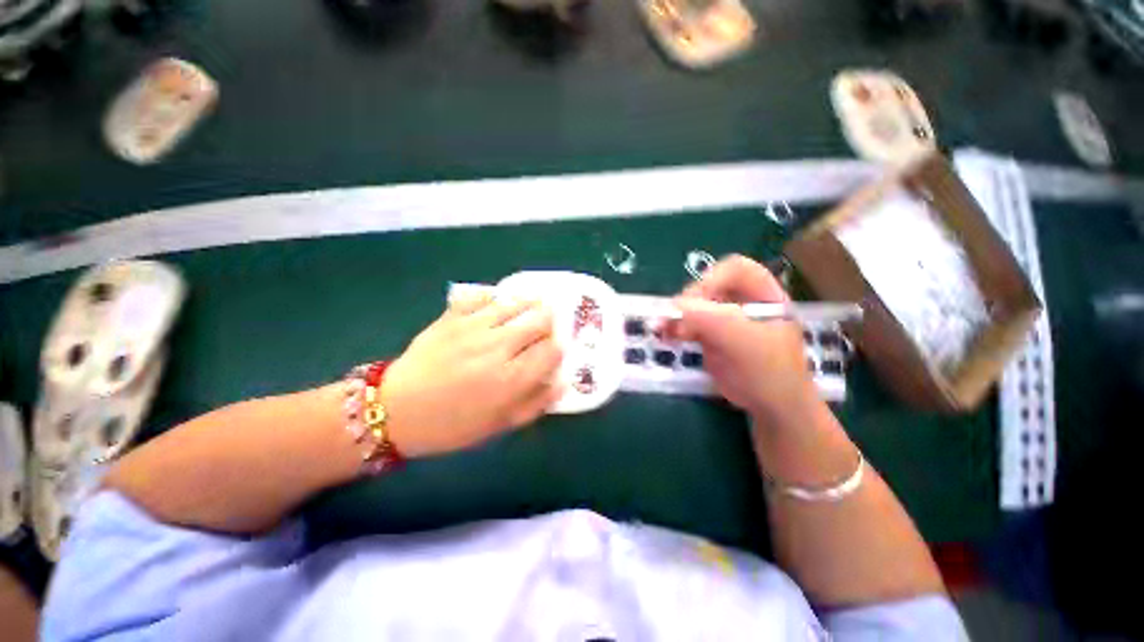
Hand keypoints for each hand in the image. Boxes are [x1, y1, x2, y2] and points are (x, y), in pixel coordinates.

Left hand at [381, 292, 562, 457]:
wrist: (396, 411)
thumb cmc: (452, 424)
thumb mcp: (499, 425)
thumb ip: (536, 404)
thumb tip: (562, 381)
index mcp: (511, 379)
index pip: (552, 350)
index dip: (560, 346)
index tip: (557, 348)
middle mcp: (498, 348)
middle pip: (539, 320)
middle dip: (550, 321)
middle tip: (548, 324)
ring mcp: (473, 328)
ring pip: (515, 303)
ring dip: (530, 303)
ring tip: (533, 305)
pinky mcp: (452, 317)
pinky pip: (481, 296)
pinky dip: (495, 296)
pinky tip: (498, 302)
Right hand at [663, 255, 821, 425]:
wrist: (770, 406)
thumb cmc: (769, 372)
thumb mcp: (744, 342)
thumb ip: (711, 320)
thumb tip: (675, 304)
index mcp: (763, 294)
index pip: (735, 268)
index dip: (712, 278)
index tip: (694, 300)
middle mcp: (742, 301)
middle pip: (708, 286)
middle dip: (688, 301)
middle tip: (673, 317)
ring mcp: (724, 318)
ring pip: (694, 305)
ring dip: (676, 315)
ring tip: (662, 328)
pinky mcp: (710, 334)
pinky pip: (688, 323)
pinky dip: (674, 327)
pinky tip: (665, 336)